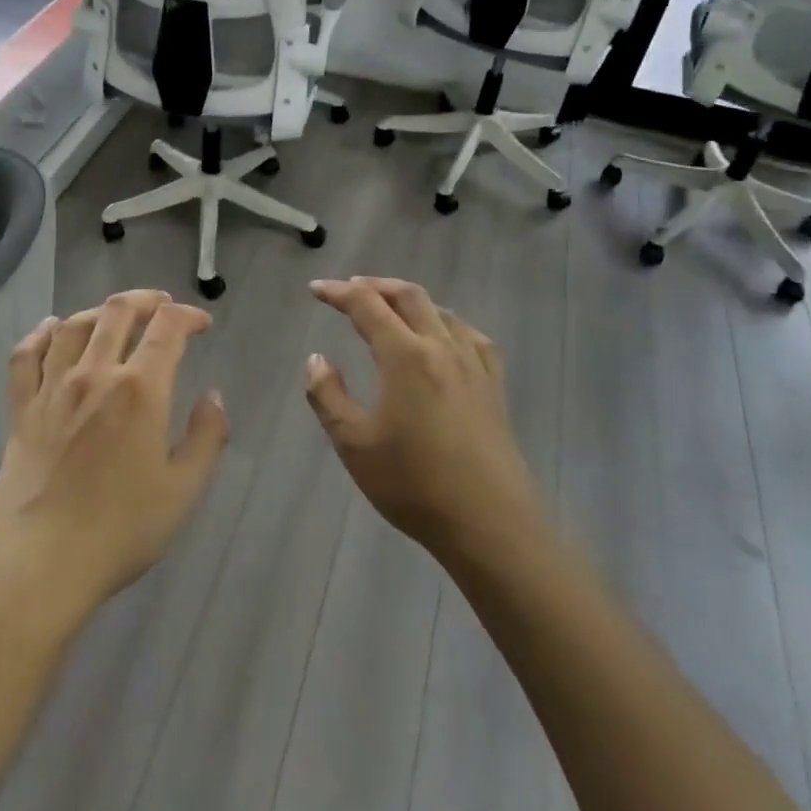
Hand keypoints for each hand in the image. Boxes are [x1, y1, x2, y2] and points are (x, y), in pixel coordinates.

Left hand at [0, 290, 228, 626]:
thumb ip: (207, 437)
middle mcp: (94, 374)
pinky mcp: (21, 409)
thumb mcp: (183, 491)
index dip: (188, 316)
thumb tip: (213, 397)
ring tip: (116, 317)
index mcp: (139, 390)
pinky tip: (51, 328)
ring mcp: (51, 389)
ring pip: (73, 325)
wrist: (41, 565)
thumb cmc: (120, 530)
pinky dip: (40, 333)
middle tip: (163, 306)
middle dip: (146, 300)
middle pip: (117, 312)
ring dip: (100, 311)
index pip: (167, 328)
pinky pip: (25, 355)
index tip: (202, 324)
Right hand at [304, 277, 536, 554]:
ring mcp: (474, 365)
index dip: (338, 292)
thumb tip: (317, 360)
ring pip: (441, 312)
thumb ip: (328, 396)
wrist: (490, 524)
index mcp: (405, 356)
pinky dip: (447, 323)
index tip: (316, 289)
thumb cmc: (414, 485)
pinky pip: (470, 337)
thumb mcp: (354, 444)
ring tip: (390, 309)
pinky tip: (444, 337)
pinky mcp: (494, 387)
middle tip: (349, 290)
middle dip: (375, 286)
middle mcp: (442, 348)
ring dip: (410, 301)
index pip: (367, 306)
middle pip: (409, 296)